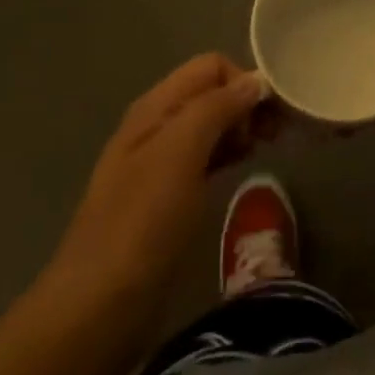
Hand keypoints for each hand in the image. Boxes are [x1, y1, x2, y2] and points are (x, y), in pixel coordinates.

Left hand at [38, 55, 271, 320]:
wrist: (98, 308)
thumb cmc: (142, 222)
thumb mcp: (181, 153)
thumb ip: (217, 108)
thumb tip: (255, 81)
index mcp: (156, 106)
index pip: (211, 66)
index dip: (243, 80)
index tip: (271, 114)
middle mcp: (158, 125)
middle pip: (212, 92)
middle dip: (247, 103)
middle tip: (277, 134)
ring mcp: (160, 162)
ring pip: (211, 124)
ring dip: (241, 128)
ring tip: (267, 149)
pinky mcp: (168, 197)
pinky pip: (206, 157)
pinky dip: (230, 153)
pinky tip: (244, 168)